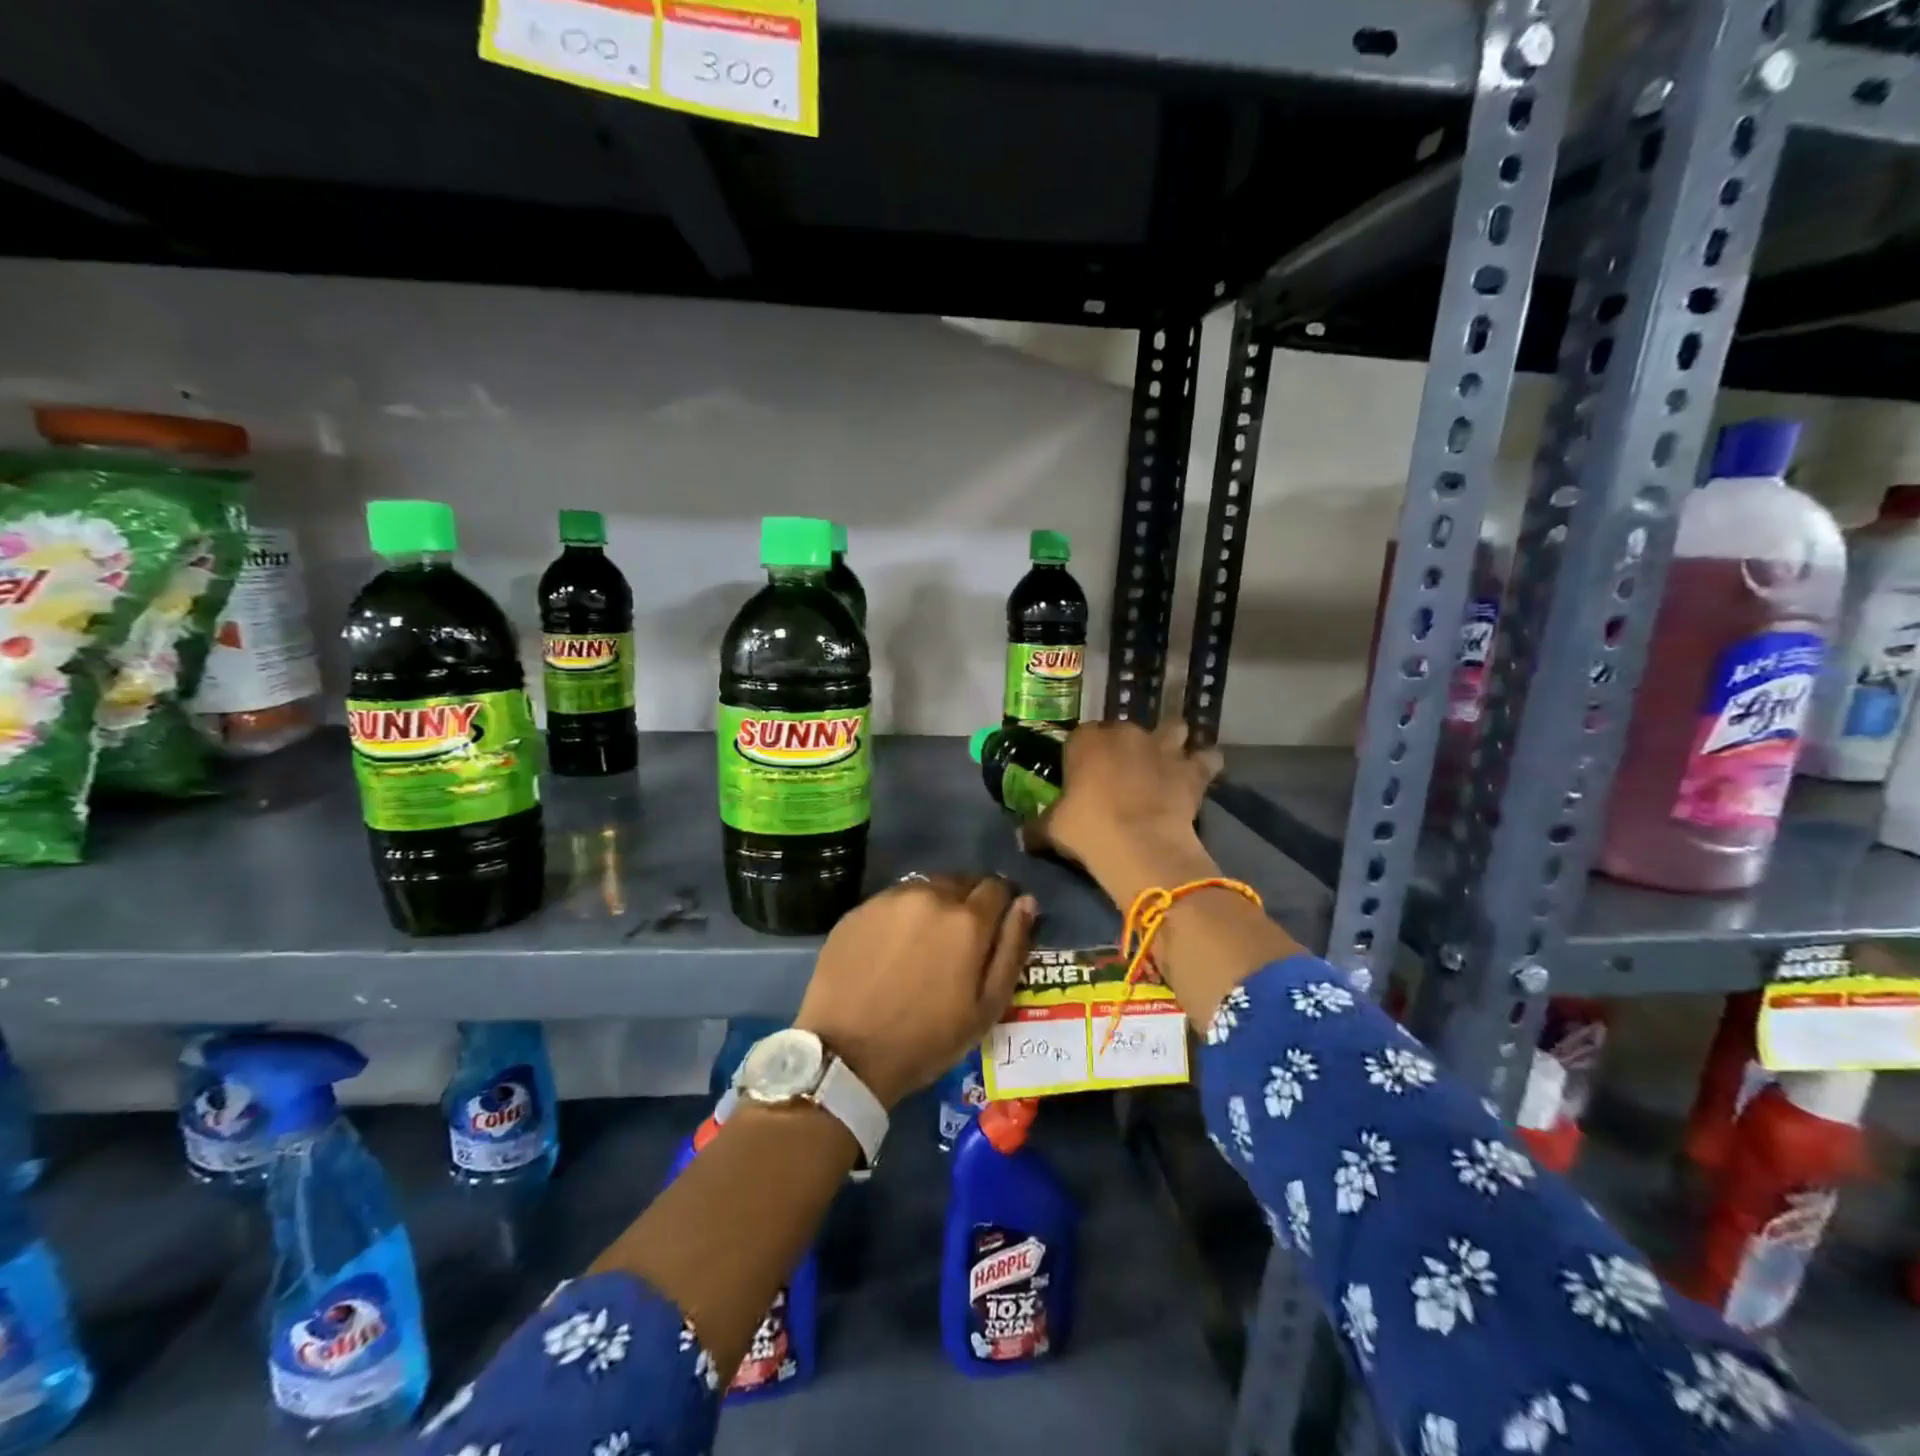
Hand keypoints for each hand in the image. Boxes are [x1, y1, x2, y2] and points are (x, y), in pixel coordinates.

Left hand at [794, 874, 1035, 1108]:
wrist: (846, 1053)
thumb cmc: (927, 1038)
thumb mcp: (987, 1007)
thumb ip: (1012, 949)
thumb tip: (1026, 903)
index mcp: (968, 919)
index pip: (998, 887)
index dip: (1001, 906)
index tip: (994, 929)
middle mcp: (931, 895)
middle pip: (962, 882)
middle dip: (968, 903)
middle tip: (959, 942)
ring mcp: (890, 898)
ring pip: (927, 888)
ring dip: (934, 906)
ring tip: (924, 944)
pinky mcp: (859, 908)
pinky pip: (893, 900)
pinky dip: (901, 915)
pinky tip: (892, 948)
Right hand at [1020, 719, 1222, 899]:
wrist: (1140, 846)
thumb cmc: (1088, 830)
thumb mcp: (1051, 829)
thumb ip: (1036, 826)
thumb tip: (1020, 835)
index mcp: (1086, 740)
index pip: (1080, 736)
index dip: (1082, 755)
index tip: (1082, 775)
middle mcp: (1125, 733)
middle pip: (1124, 730)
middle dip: (1124, 746)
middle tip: (1121, 773)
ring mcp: (1162, 747)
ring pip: (1173, 729)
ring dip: (1170, 741)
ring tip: (1166, 759)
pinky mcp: (1192, 769)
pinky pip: (1206, 758)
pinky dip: (1204, 764)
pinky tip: (1200, 774)